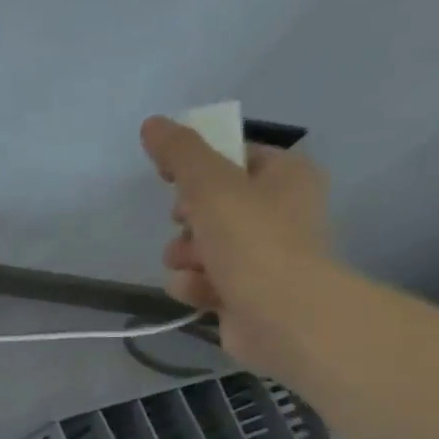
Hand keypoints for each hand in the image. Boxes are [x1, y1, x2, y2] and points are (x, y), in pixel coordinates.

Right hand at [140, 116, 334, 374]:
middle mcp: (279, 211)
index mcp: (285, 176)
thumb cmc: (254, 241)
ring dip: (185, 257)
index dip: (196, 167)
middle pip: (207, 205)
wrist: (283, 316)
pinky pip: (199, 280)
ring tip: (197, 267)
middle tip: (190, 225)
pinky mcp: (243, 293)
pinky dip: (195, 286)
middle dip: (186, 221)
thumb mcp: (210, 185)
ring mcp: (261, 255)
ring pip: (196, 246)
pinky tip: (203, 293)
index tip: (171, 179)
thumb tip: (153, 123)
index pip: (232, 156)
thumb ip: (180, 153)